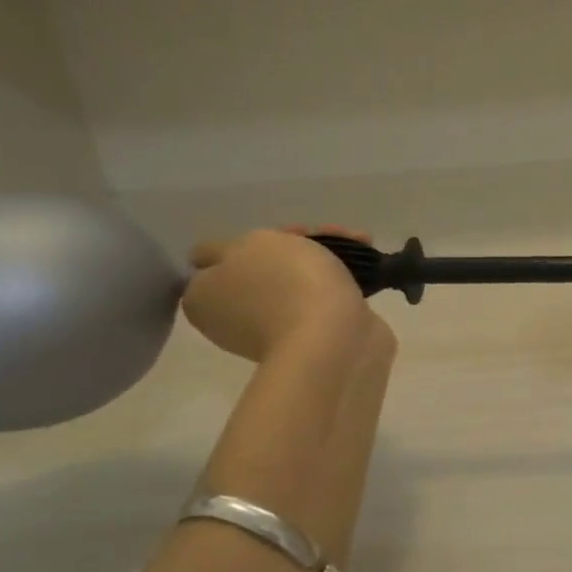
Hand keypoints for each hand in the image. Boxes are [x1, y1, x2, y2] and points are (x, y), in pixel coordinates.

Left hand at [183, 226, 374, 363]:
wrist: (335, 338)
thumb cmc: (287, 283)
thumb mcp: (248, 245)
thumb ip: (224, 248)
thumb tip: (222, 262)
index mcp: (204, 298)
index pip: (214, 262)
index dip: (246, 242)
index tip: (278, 234)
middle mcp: (234, 317)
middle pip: (262, 268)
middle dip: (293, 246)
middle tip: (321, 234)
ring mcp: (275, 329)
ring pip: (296, 281)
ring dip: (324, 259)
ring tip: (359, 241)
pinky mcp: (315, 336)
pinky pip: (323, 299)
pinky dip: (341, 282)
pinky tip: (367, 266)